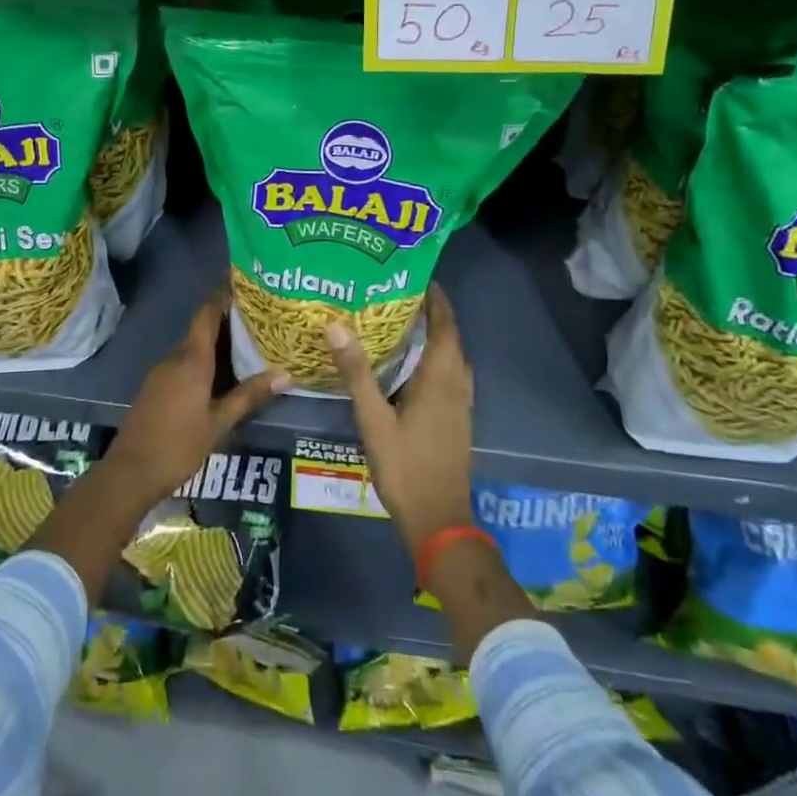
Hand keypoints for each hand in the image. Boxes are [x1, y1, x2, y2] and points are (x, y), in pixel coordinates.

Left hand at [103, 288, 287, 506]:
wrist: (131, 472)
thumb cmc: (178, 445)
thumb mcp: (219, 422)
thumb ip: (250, 396)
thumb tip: (285, 375)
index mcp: (191, 359)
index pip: (207, 314)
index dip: (222, 295)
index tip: (244, 283)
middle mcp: (175, 358)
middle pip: (202, 329)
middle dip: (228, 321)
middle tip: (259, 317)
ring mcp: (162, 373)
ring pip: (193, 348)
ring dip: (217, 342)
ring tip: (249, 343)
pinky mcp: (156, 387)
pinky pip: (184, 363)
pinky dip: (205, 360)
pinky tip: (223, 374)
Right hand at [328, 286, 475, 559]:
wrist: (439, 521)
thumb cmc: (405, 467)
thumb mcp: (374, 419)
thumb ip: (356, 372)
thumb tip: (335, 325)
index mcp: (441, 378)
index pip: (445, 325)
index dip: (436, 299)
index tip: (417, 275)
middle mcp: (457, 385)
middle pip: (451, 338)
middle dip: (433, 313)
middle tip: (400, 293)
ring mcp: (461, 405)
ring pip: (453, 358)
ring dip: (436, 336)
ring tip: (405, 321)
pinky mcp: (457, 420)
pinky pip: (451, 376)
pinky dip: (437, 359)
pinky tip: (412, 366)